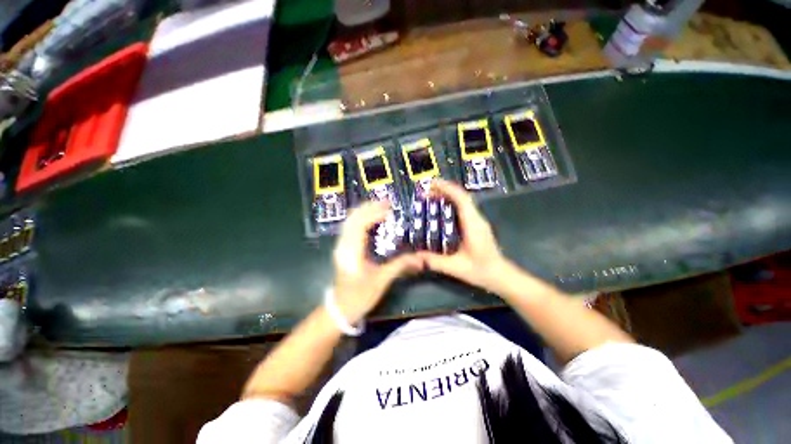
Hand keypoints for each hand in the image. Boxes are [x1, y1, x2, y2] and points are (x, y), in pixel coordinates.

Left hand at [332, 201, 422, 323]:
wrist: (340, 310)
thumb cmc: (359, 297)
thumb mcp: (381, 281)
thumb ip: (400, 266)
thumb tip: (420, 259)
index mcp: (351, 253)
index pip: (360, 226)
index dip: (373, 214)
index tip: (388, 210)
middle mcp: (343, 245)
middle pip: (352, 219)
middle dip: (368, 208)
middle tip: (386, 203)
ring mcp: (340, 246)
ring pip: (349, 221)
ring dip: (364, 211)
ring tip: (380, 207)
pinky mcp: (342, 248)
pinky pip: (350, 227)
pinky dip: (360, 219)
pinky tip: (371, 218)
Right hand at [418, 180, 509, 292]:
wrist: (500, 276)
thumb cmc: (481, 271)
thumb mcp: (456, 268)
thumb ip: (435, 261)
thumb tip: (415, 255)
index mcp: (473, 224)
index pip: (461, 199)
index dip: (447, 188)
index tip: (432, 184)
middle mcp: (476, 219)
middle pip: (461, 196)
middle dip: (444, 190)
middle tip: (426, 191)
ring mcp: (478, 221)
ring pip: (463, 201)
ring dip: (448, 195)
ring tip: (431, 197)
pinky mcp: (477, 225)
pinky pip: (463, 208)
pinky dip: (452, 203)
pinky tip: (441, 210)